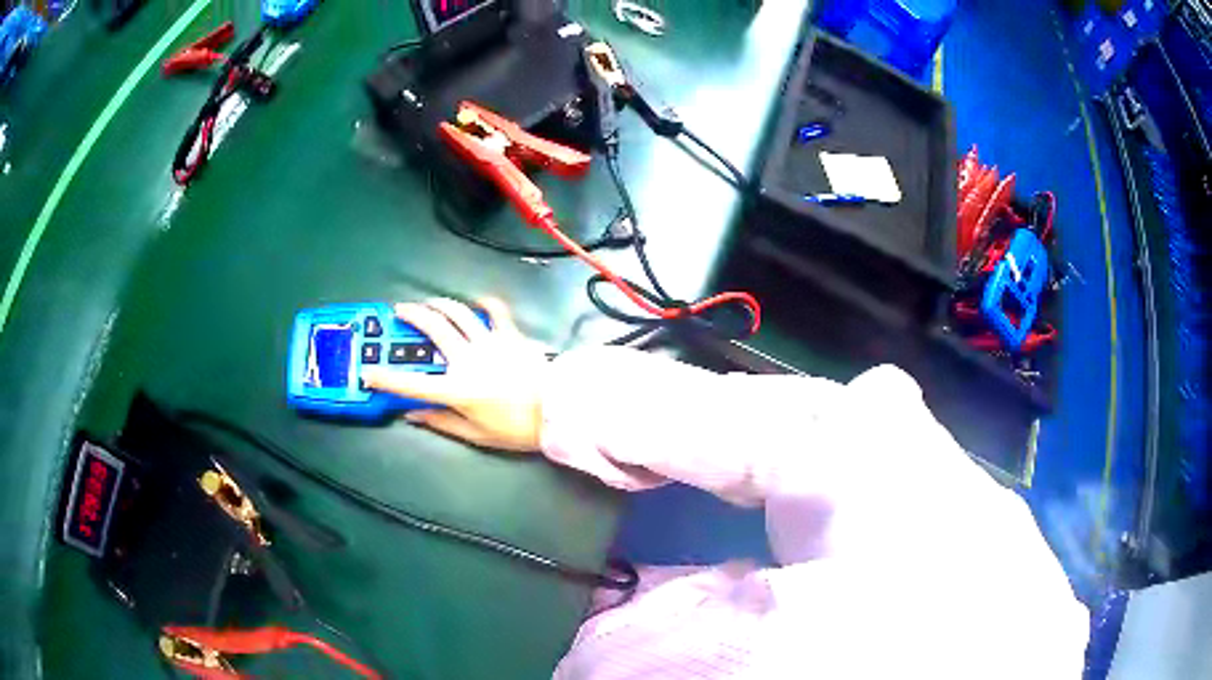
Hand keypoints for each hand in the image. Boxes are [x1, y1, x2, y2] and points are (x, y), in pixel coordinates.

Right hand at [362, 298, 547, 452]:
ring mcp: (489, 342)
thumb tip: (411, 415)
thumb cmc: (515, 429)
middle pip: (432, 329)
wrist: (558, 412)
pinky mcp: (510, 334)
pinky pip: (495, 311)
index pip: (410, 384)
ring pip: (458, 313)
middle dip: (410, 316)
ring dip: (439, 304)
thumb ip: (441, 422)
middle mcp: (467, 359)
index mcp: (456, 389)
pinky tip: (477, 301)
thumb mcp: (475, 434)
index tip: (367, 371)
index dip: (384, 378)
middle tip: (399, 312)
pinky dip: (484, 303)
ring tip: (428, 303)